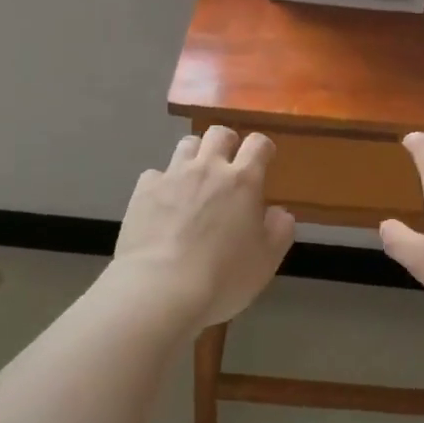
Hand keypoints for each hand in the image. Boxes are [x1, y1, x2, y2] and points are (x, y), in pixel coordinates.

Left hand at [111, 126, 295, 328]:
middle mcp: (208, 168)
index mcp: (243, 180)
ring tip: (195, 179)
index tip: (264, 160)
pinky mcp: (143, 190)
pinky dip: (163, 183)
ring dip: (195, 155)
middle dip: (227, 142)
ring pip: (187, 144)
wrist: (160, 289)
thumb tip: (279, 211)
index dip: (263, 148)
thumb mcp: (267, 260)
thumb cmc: (222, 277)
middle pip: (219, 133)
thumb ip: (280, 229)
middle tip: (228, 165)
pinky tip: (162, 203)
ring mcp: (173, 175)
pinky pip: (156, 173)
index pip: (258, 143)